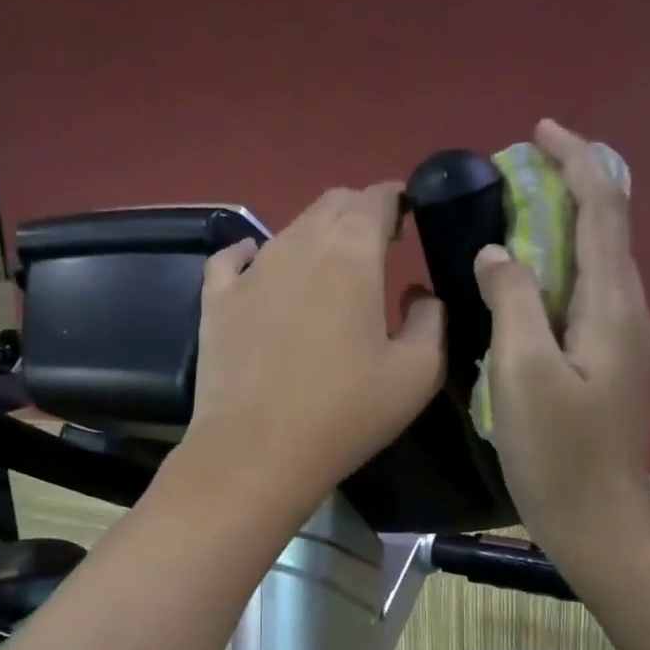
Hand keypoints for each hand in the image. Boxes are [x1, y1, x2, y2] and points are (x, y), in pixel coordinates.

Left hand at [184, 182, 444, 520]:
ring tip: (329, 271)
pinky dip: (253, 254)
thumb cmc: (345, 413)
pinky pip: (233, 257)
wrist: (257, 452)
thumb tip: (420, 295)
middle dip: (359, 213)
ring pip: (288, 230)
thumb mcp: (418, 373)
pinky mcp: (216, 298)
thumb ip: (432, 321)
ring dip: (315, 238)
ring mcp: (251, 269)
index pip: (377, 198)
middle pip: (332, 204)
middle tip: (377, 246)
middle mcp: (298, 244)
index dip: (397, 199)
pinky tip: (259, 268)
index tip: (410, 217)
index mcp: (352, 252)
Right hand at [474, 119, 649, 560]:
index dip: (576, 160)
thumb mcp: (522, 372)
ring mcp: (630, 346)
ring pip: (599, 268)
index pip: (603, 209)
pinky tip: (530, 291)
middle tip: (517, 178)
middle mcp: (633, 315)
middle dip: (569, 190)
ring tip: (515, 225)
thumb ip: (513, 300)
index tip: (540, 131)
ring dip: (563, 235)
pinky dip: (561, 277)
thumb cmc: (557, 451)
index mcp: (614, 308)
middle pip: (608, 232)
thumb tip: (500, 251)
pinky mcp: (616, 370)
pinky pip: (590, 303)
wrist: (599, 522)